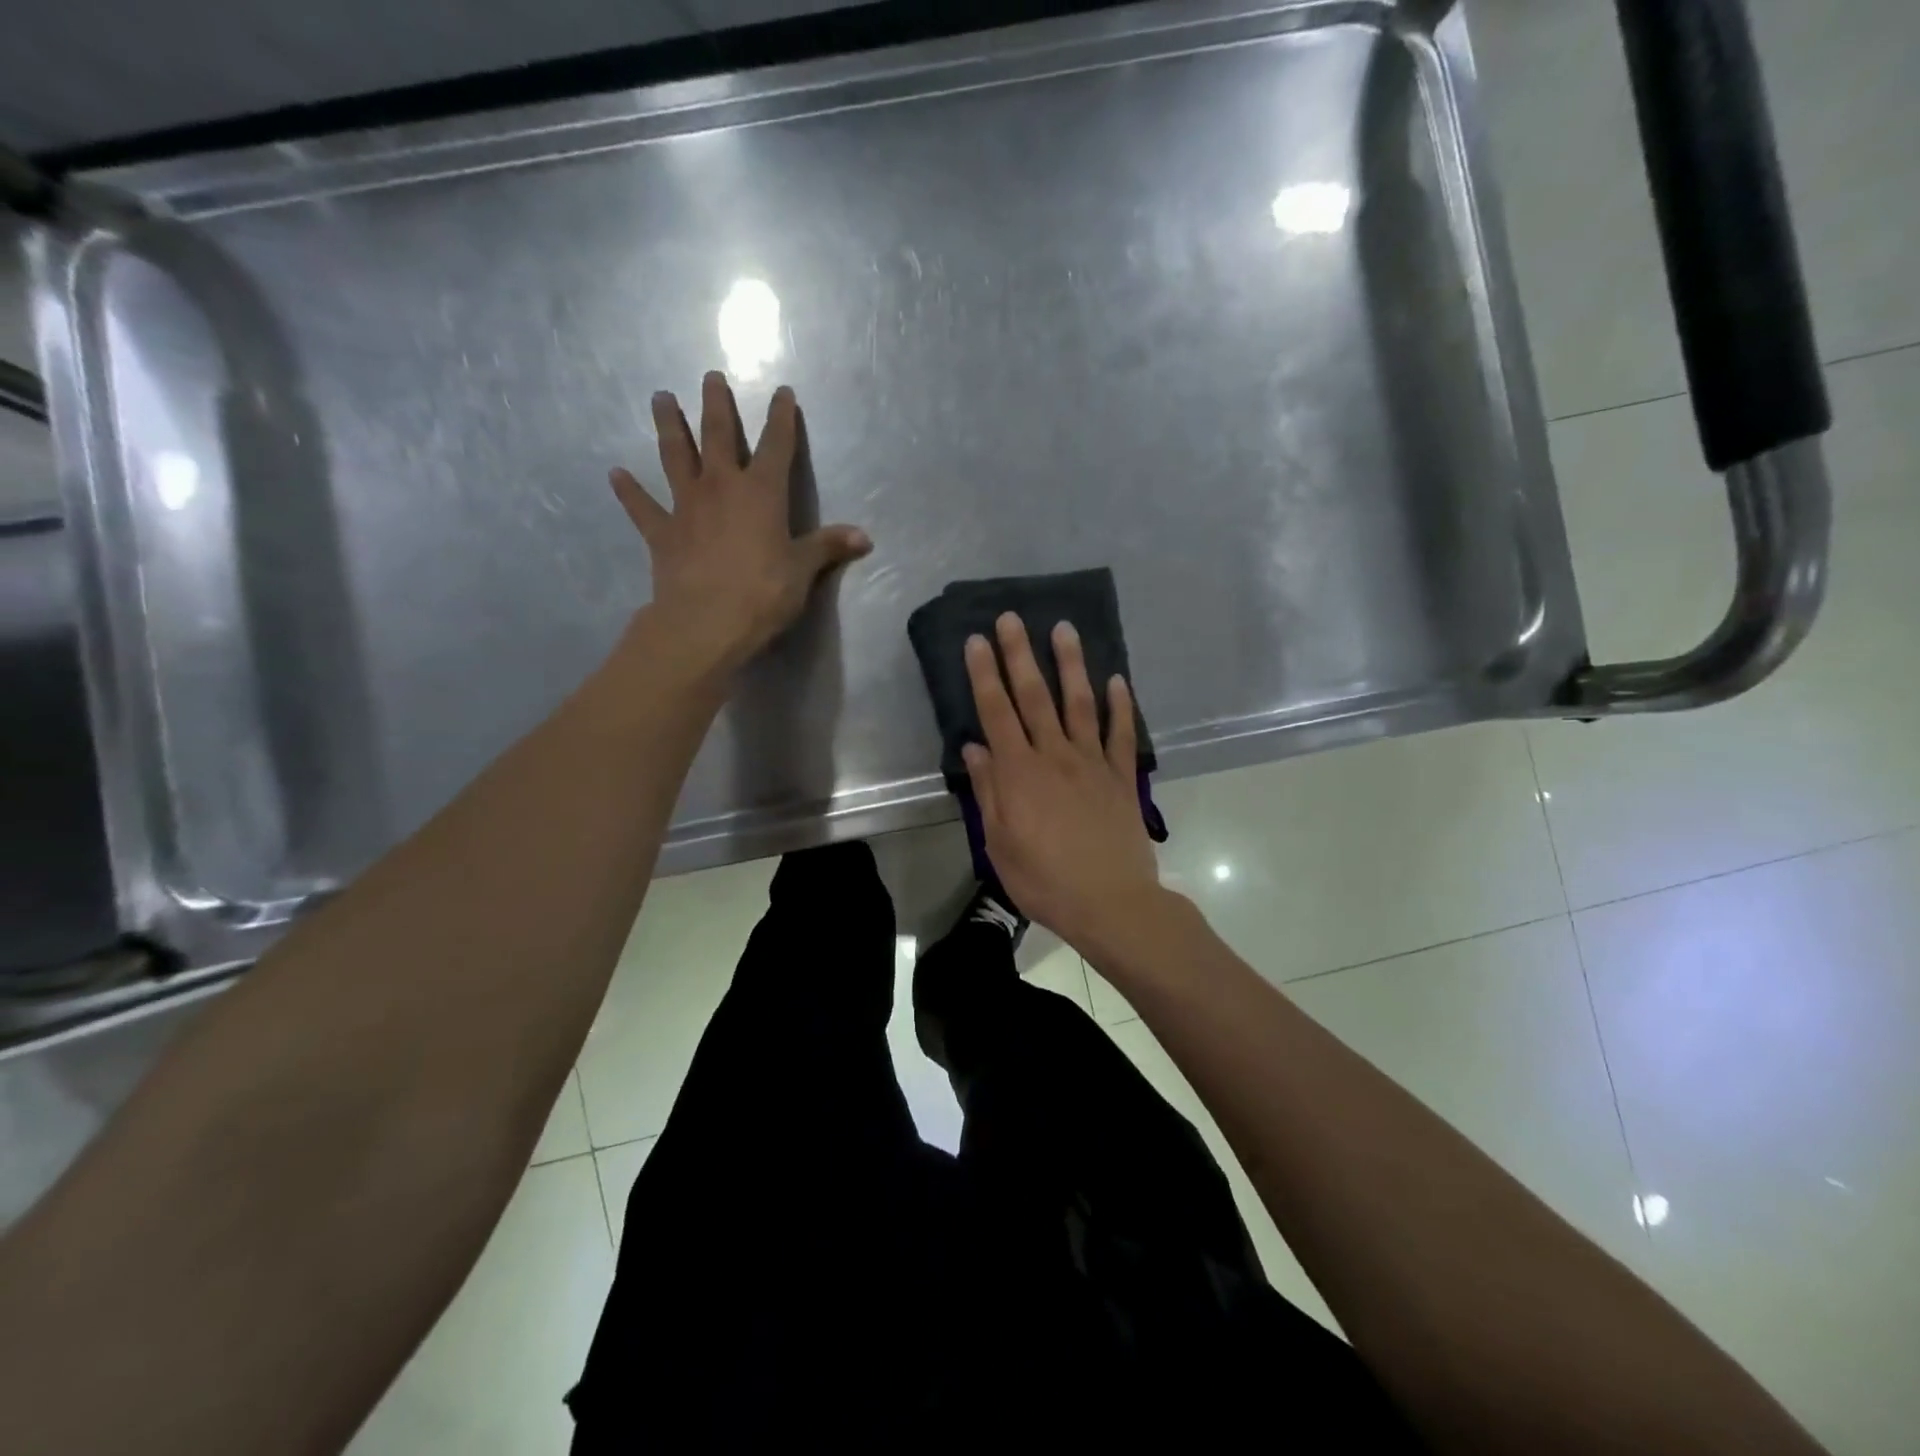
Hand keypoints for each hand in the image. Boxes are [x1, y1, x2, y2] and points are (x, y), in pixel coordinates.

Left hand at [610, 372, 870, 674]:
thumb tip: (865, 537)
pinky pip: (642, 507)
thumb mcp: (803, 571)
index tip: (782, 392)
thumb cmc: (763, 593)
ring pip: (675, 456)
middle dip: (716, 404)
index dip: (781, 417)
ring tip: (660, 397)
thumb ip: (828, 547)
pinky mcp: (662, 532)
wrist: (706, 622)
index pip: (776, 445)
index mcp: (762, 493)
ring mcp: (687, 506)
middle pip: (718, 435)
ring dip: (669, 426)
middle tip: (710, 376)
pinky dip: (629, 491)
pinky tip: (615, 474)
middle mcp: (721, 487)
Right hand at [962, 613, 1164, 954]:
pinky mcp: (1122, 777)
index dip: (985, 674)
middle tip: (1012, 618)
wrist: (1111, 903)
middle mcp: (1055, 755)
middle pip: (1035, 696)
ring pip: (1080, 703)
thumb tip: (974, 747)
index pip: (997, 712)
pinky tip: (1117, 680)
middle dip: (1020, 654)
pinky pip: (1122, 734)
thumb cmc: (1044, 880)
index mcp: (1019, 772)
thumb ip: (988, 791)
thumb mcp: (1000, 843)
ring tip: (1064, 628)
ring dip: (1071, 664)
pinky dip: (1121, 705)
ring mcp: (1093, 762)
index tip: (977, 640)